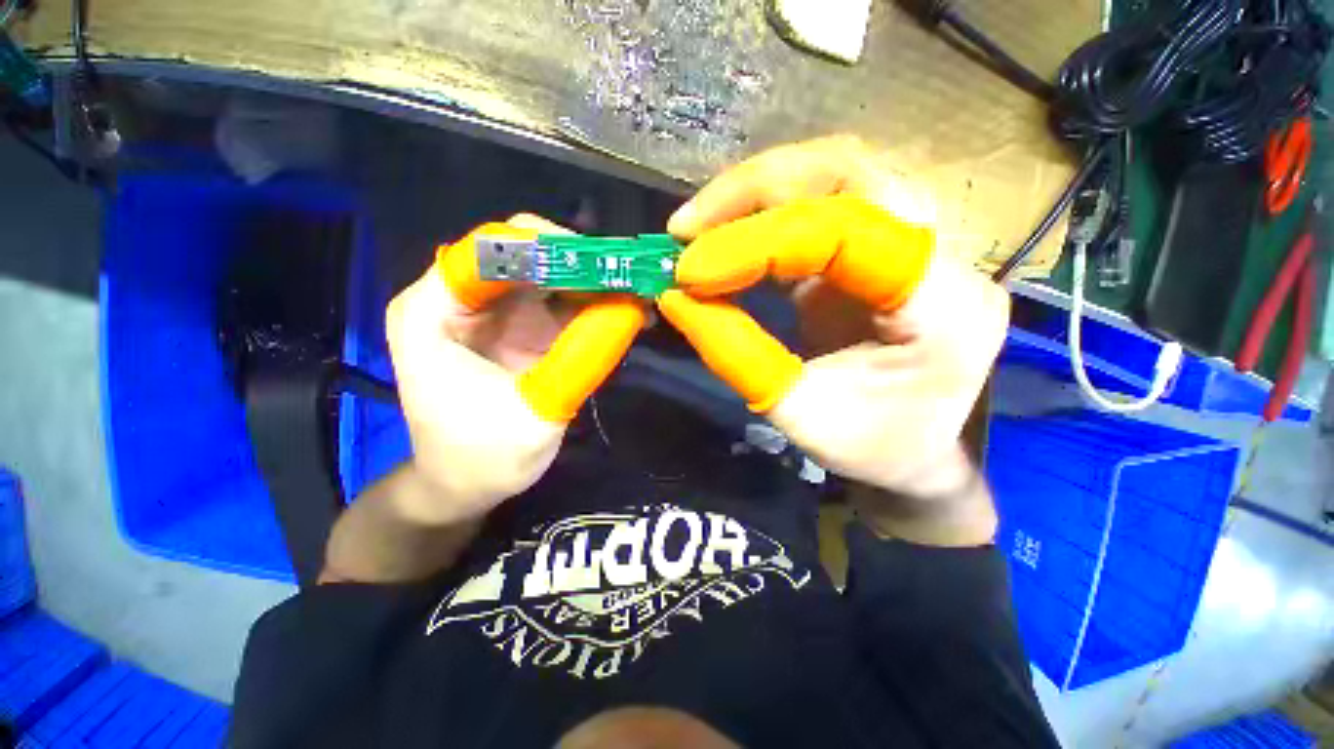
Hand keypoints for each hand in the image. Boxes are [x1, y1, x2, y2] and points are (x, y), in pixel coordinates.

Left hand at [386, 215, 645, 523]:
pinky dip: (591, 302)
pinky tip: (624, 312)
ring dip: (591, 280)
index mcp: (433, 311)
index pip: (487, 250)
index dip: (546, 248)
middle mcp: (461, 299)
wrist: (465, 485)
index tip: (601, 264)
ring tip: (635, 293)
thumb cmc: (481, 459)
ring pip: (547, 272)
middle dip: (577, 262)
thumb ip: (579, 361)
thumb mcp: (533, 415)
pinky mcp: (519, 326)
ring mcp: (493, 311)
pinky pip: (559, 300)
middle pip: (522, 253)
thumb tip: (631, 311)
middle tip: (628, 278)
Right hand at [659, 137, 1008, 498]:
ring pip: (834, 175)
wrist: (917, 451)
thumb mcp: (799, 415)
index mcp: (943, 306)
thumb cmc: (872, 445)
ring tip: (697, 228)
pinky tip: (725, 239)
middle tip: (685, 228)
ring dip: (755, 194)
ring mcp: (913, 243)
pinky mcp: (876, 249)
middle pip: (848, 174)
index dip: (757, 242)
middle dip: (752, 192)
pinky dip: (763, 215)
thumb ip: (736, 354)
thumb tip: (676, 298)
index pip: (847, 232)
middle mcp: (940, 256)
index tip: (689, 271)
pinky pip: (820, 205)